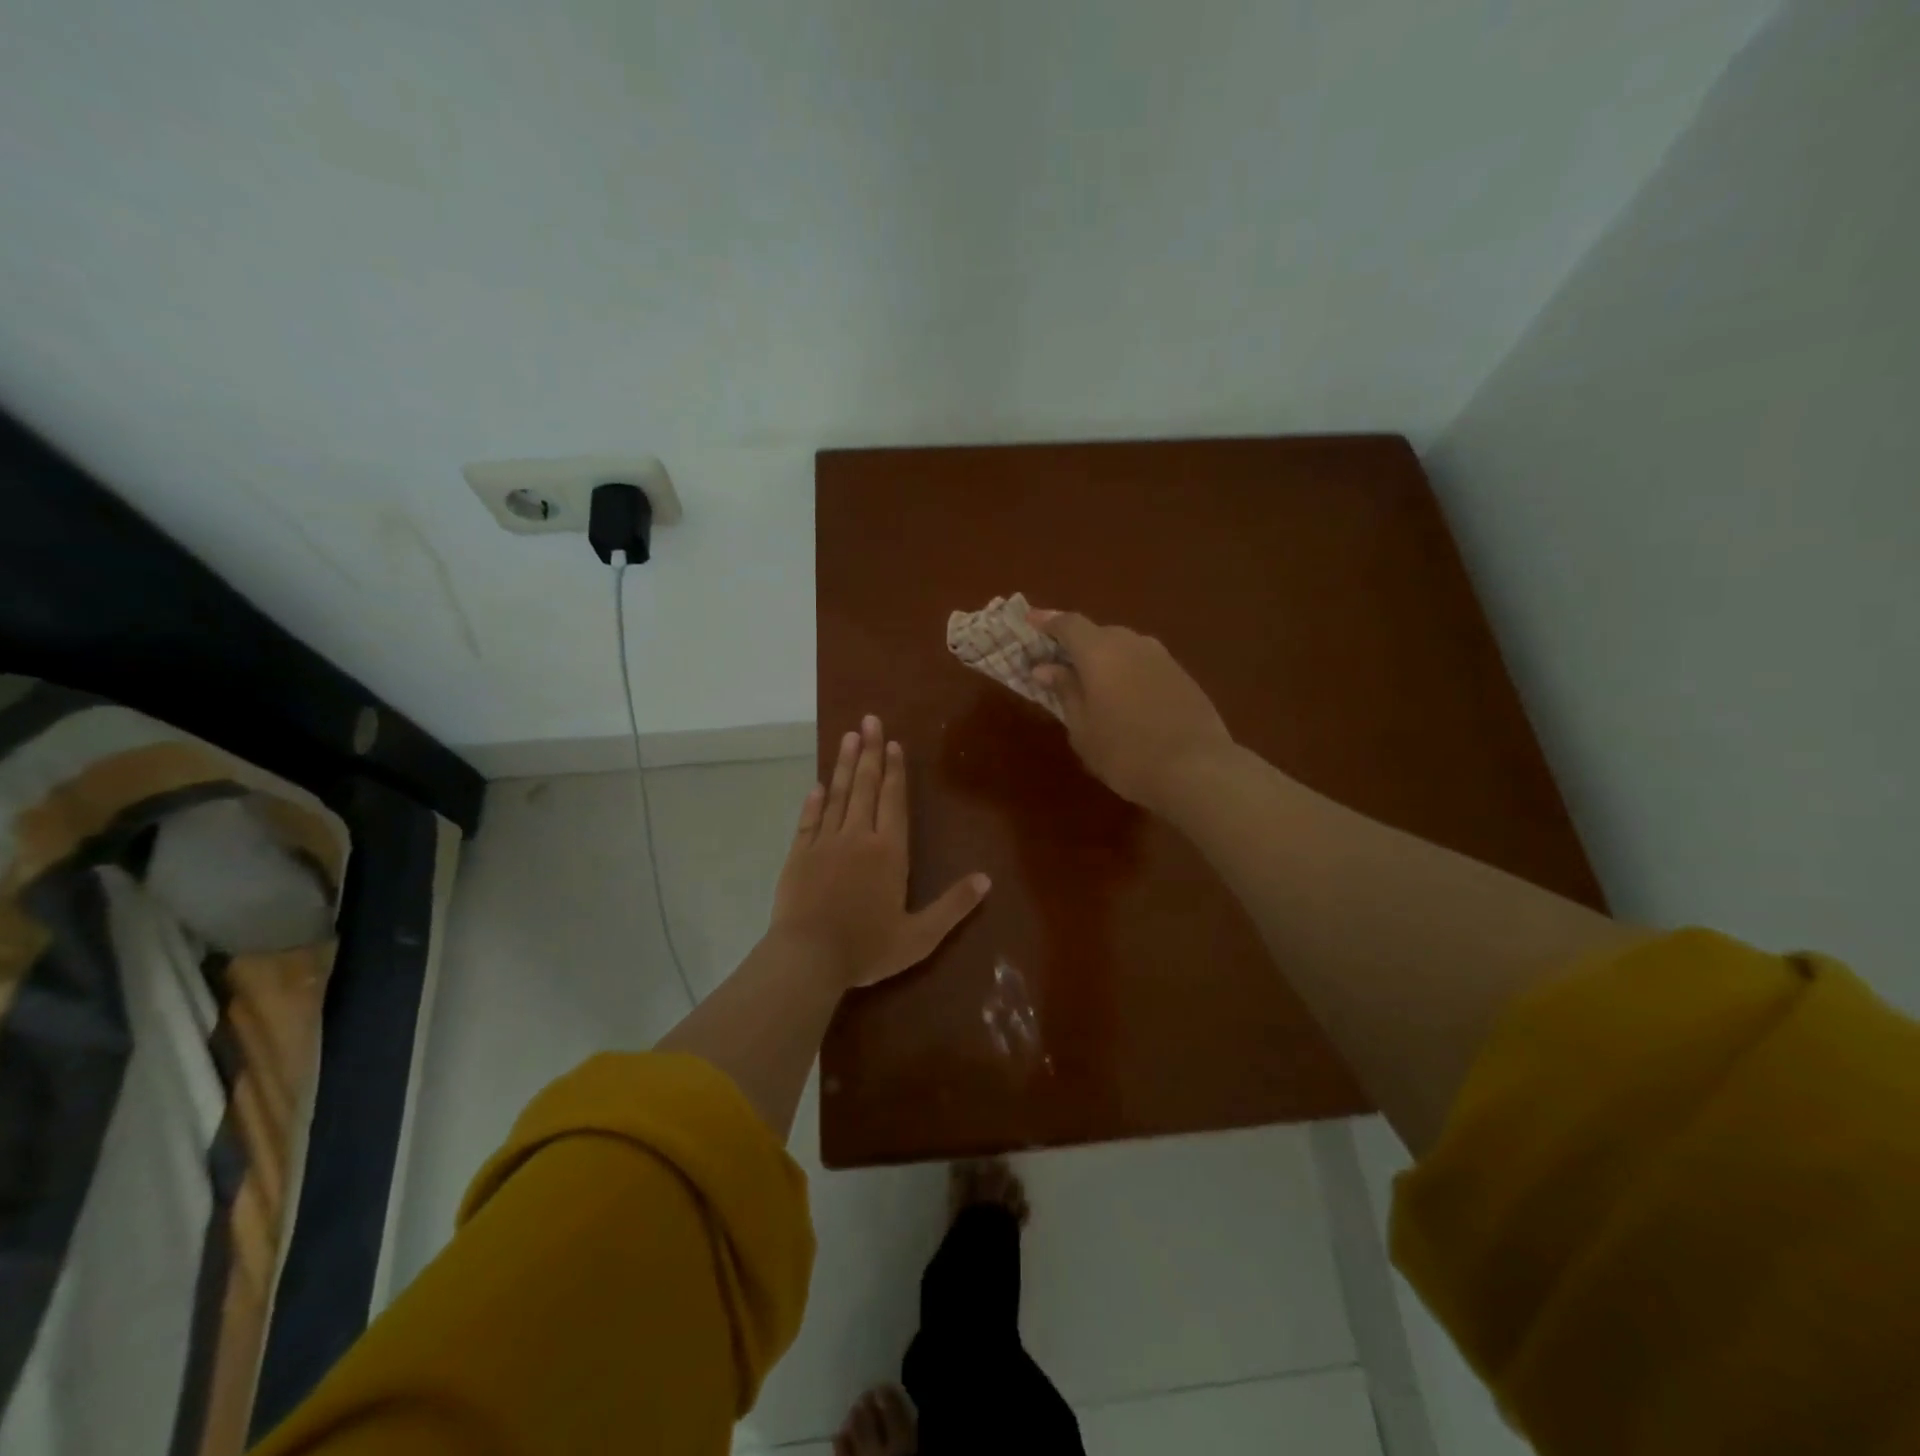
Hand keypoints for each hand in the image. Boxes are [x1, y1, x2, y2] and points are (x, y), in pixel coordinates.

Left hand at [772, 715, 990, 988]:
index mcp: (889, 852)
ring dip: (842, 765)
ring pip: (837, 795)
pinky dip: (814, 801)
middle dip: (869, 752)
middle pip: (865, 786)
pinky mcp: (799, 854)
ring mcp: (825, 843)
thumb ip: (954, 906)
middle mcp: (858, 837)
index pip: (894, 800)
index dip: (895, 770)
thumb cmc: (867, 947)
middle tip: (869, 719)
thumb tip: (986, 879)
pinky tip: (817, 785)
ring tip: (847, 736)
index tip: (893, 742)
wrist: (808, 958)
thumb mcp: (920, 936)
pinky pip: (809, 820)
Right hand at [1030, 609, 1234, 812]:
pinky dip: (1128, 672)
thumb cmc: (1125, 752)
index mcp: (1100, 651)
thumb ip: (1065, 692)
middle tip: (1060, 665)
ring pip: (1124, 647)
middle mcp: (1132, 643)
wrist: (1197, 769)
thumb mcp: (1083, 728)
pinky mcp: (1183, 676)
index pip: (1068, 624)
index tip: (1030, 621)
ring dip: (1105, 659)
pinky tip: (1126, 698)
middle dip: (1076, 645)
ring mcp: (1162, 658)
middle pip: (1098, 633)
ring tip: (1093, 684)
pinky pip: (1144, 664)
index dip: (1048, 621)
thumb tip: (1047, 668)